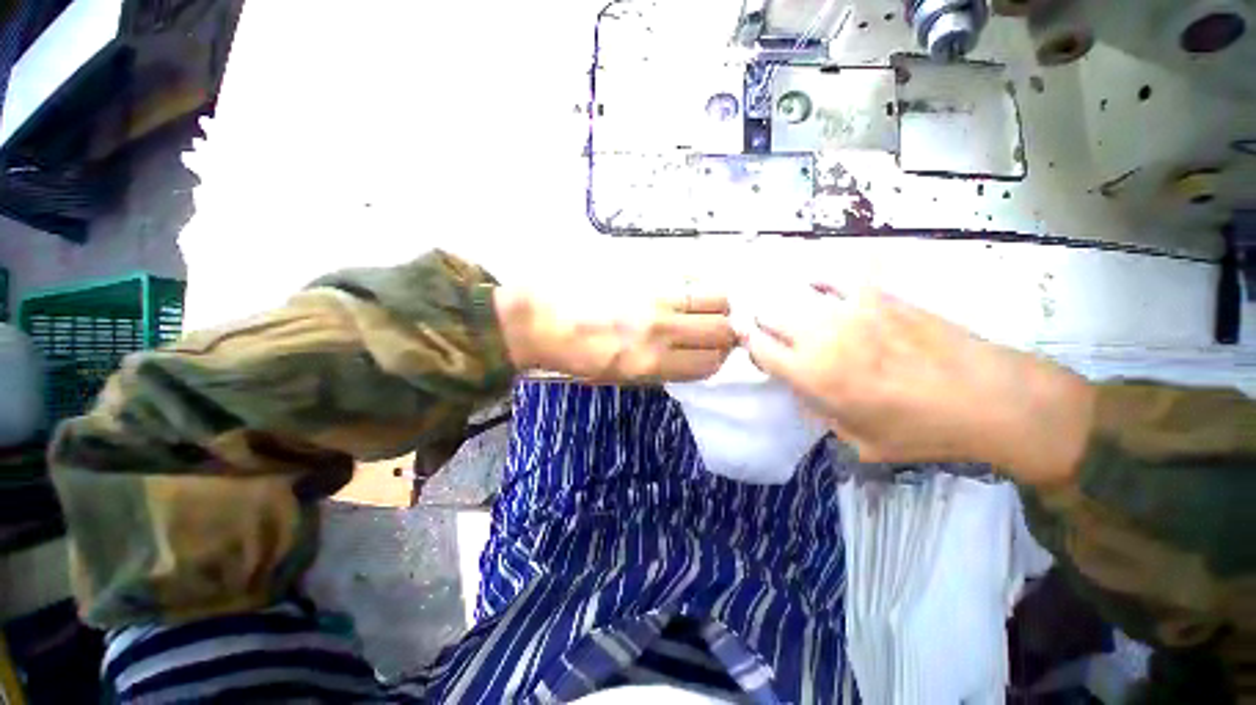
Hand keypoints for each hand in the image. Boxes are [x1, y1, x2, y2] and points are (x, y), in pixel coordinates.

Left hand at [493, 282, 735, 382]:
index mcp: (650, 364)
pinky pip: (691, 275)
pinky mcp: (646, 270)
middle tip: (712, 329)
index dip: (716, 358)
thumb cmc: (573, 355)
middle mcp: (660, 331)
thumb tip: (688, 355)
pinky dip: (697, 285)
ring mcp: (655, 297)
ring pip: (716, 297)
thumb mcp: (617, 377)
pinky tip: (684, 288)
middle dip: (725, 331)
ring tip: (703, 306)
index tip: (710, 351)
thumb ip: (659, 367)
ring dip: (717, 305)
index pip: (709, 362)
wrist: (536, 317)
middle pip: (722, 329)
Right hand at [743, 285, 1094, 486]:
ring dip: (783, 303)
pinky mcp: (879, 297)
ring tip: (785, 308)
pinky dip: (821, 278)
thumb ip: (821, 414)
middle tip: (767, 329)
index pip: (760, 351)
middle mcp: (821, 338)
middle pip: (770, 318)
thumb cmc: (920, 431)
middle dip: (762, 323)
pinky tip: (815, 281)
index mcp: (812, 376)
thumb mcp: (859, 442)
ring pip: (796, 297)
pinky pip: (839, 276)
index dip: (752, 348)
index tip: (756, 350)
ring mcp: (850, 313)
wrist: (989, 399)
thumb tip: (805, 392)